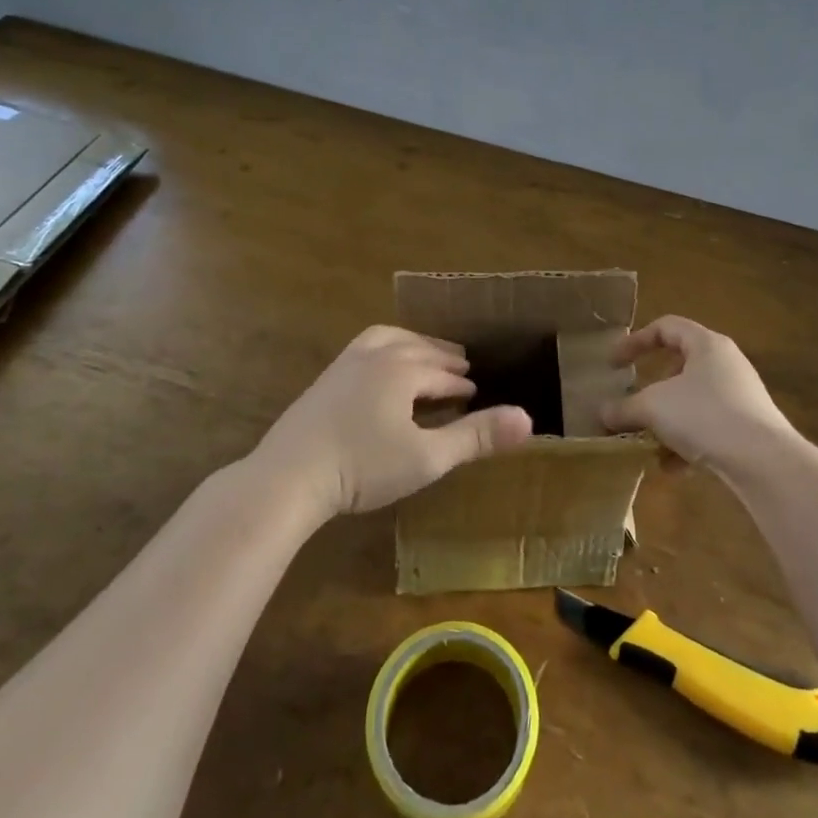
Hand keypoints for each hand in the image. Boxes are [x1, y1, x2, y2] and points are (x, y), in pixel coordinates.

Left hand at [256, 326, 532, 517]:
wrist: (288, 477)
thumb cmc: (363, 467)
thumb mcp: (428, 458)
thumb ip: (476, 437)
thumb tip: (529, 419)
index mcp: (403, 369)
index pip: (442, 374)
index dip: (462, 386)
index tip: (477, 394)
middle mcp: (375, 355)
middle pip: (418, 349)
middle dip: (442, 358)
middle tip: (460, 367)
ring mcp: (344, 364)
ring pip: (388, 340)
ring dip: (412, 346)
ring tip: (423, 355)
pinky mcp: (324, 380)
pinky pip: (364, 349)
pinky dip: (384, 350)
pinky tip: (379, 372)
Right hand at [602, 316, 799, 476]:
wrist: (764, 461)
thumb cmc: (704, 415)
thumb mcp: (653, 408)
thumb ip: (624, 408)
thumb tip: (602, 414)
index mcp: (706, 344)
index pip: (666, 327)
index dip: (635, 342)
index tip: (613, 365)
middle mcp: (726, 364)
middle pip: (680, 366)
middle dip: (651, 388)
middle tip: (632, 403)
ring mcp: (740, 396)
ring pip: (692, 401)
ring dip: (666, 421)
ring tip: (646, 442)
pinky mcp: (748, 427)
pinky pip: (708, 427)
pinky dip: (686, 443)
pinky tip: (671, 467)